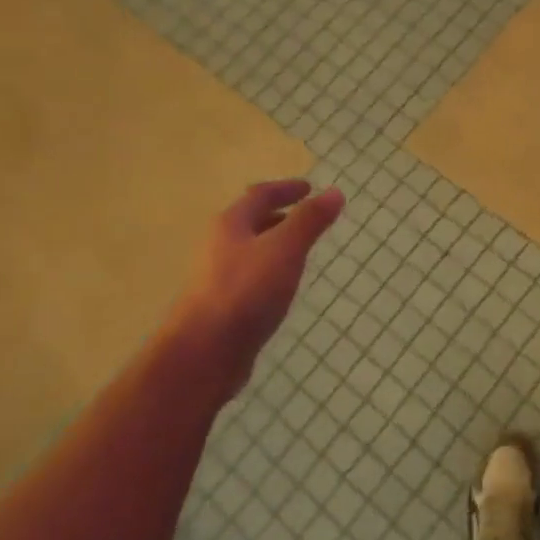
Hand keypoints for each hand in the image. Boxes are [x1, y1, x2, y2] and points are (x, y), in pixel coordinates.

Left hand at [169, 180, 344, 381]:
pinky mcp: (224, 305)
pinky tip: (283, 286)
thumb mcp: (285, 249)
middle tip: (307, 217)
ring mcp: (219, 277)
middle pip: (251, 221)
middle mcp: (220, 246)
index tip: (309, 187)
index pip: (259, 195)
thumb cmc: (246, 291)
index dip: (285, 189)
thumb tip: (334, 192)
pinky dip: (271, 270)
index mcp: (231, 225)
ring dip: (274, 244)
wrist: (205, 352)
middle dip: (279, 215)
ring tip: (300, 249)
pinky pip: (251, 277)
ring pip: (250, 250)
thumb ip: (309, 221)